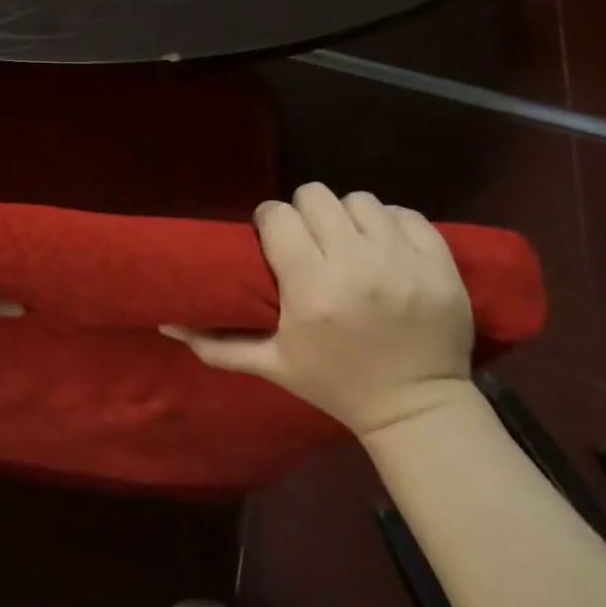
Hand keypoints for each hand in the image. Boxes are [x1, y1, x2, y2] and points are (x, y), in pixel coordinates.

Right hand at [162, 183, 474, 437]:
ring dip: (348, 217)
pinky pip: (407, 214)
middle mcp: (357, 268)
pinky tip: (385, 247)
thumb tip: (164, 324)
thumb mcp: (272, 365)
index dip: (271, 221)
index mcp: (312, 290)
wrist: (417, 409)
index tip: (273, 236)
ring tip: (348, 242)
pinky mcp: (440, 264)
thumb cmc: (336, 384)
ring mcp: (404, 264)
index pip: (279, 216)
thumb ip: (216, 343)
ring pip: (361, 200)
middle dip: (306, 213)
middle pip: (317, 197)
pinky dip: (391, 224)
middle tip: (310, 238)